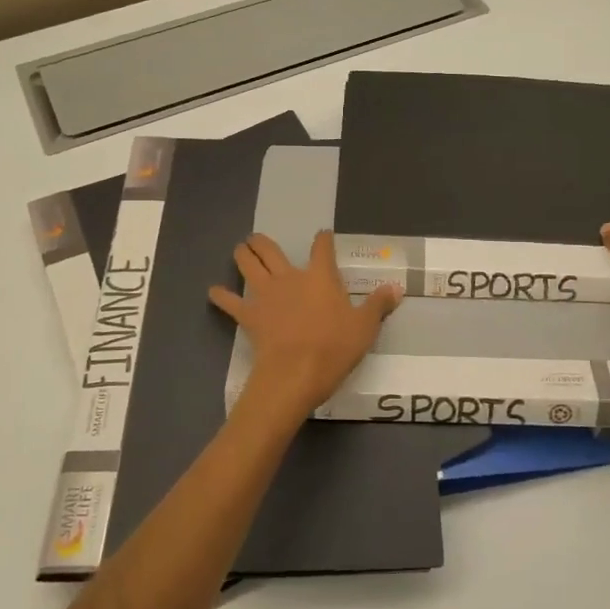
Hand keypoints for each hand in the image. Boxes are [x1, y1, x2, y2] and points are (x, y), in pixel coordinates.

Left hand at [209, 230, 400, 418]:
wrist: (295, 373)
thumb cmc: (334, 348)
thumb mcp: (365, 327)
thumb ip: (379, 305)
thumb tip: (396, 288)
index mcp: (319, 276)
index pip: (322, 248)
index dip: (323, 239)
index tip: (323, 235)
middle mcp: (289, 277)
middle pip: (270, 249)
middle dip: (263, 241)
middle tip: (258, 239)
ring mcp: (265, 295)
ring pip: (248, 265)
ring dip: (242, 255)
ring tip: (239, 250)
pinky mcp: (248, 316)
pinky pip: (230, 302)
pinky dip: (221, 296)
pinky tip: (213, 292)